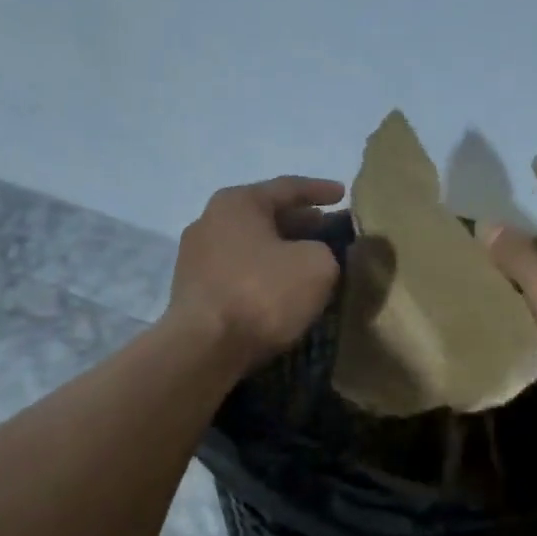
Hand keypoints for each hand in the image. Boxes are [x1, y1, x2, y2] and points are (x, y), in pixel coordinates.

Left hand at [167, 176, 345, 370]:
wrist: (204, 348)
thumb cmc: (262, 294)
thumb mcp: (317, 266)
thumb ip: (325, 250)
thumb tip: (314, 255)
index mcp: (238, 202)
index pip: (288, 187)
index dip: (320, 190)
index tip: (343, 194)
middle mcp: (210, 220)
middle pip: (265, 215)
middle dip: (300, 221)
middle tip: (328, 228)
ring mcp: (195, 255)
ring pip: (251, 244)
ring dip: (281, 249)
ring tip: (308, 258)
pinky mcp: (193, 289)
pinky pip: (238, 270)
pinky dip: (263, 272)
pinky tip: (281, 286)